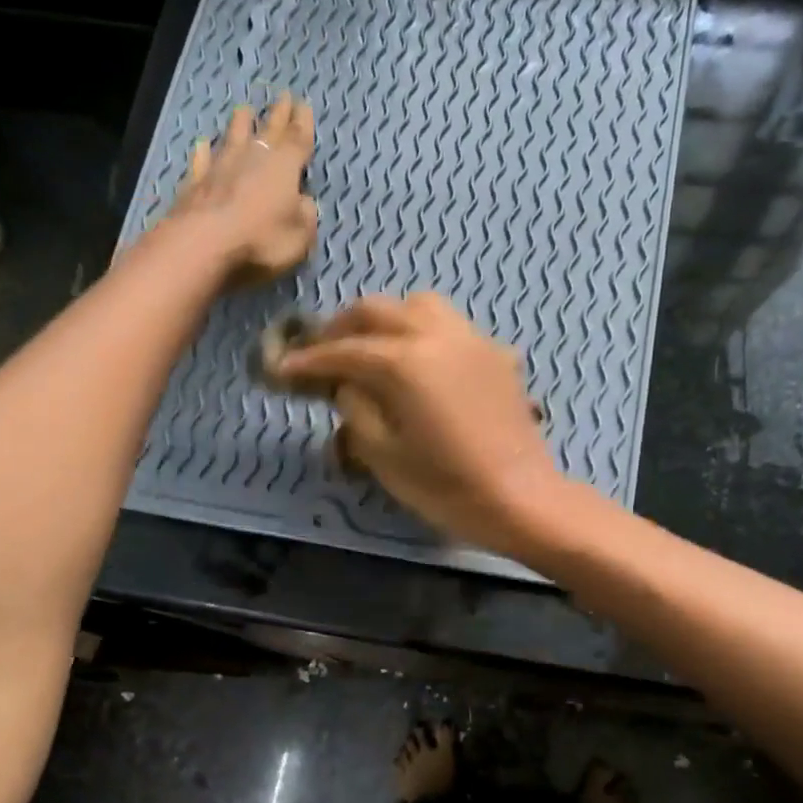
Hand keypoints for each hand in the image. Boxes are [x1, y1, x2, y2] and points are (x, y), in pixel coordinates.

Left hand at [162, 94, 317, 284]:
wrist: (204, 243)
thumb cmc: (262, 240)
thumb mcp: (300, 236)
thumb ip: (306, 216)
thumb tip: (304, 201)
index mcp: (285, 167)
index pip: (298, 139)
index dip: (303, 123)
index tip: (304, 104)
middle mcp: (253, 158)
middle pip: (269, 130)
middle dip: (278, 114)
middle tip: (283, 96)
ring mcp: (221, 167)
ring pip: (234, 137)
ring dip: (241, 123)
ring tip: (244, 110)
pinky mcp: (196, 182)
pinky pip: (202, 161)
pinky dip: (204, 152)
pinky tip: (203, 145)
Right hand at [270, 293, 570, 557]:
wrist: (519, 497)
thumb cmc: (446, 485)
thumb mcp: (383, 455)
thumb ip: (356, 409)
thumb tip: (345, 385)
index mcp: (404, 362)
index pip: (343, 351)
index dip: (308, 360)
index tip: (282, 369)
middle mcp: (436, 335)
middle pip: (377, 311)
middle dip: (342, 329)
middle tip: (322, 355)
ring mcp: (470, 339)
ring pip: (417, 305)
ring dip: (385, 319)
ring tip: (371, 348)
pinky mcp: (494, 354)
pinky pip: (450, 325)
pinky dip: (422, 331)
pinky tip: (418, 362)